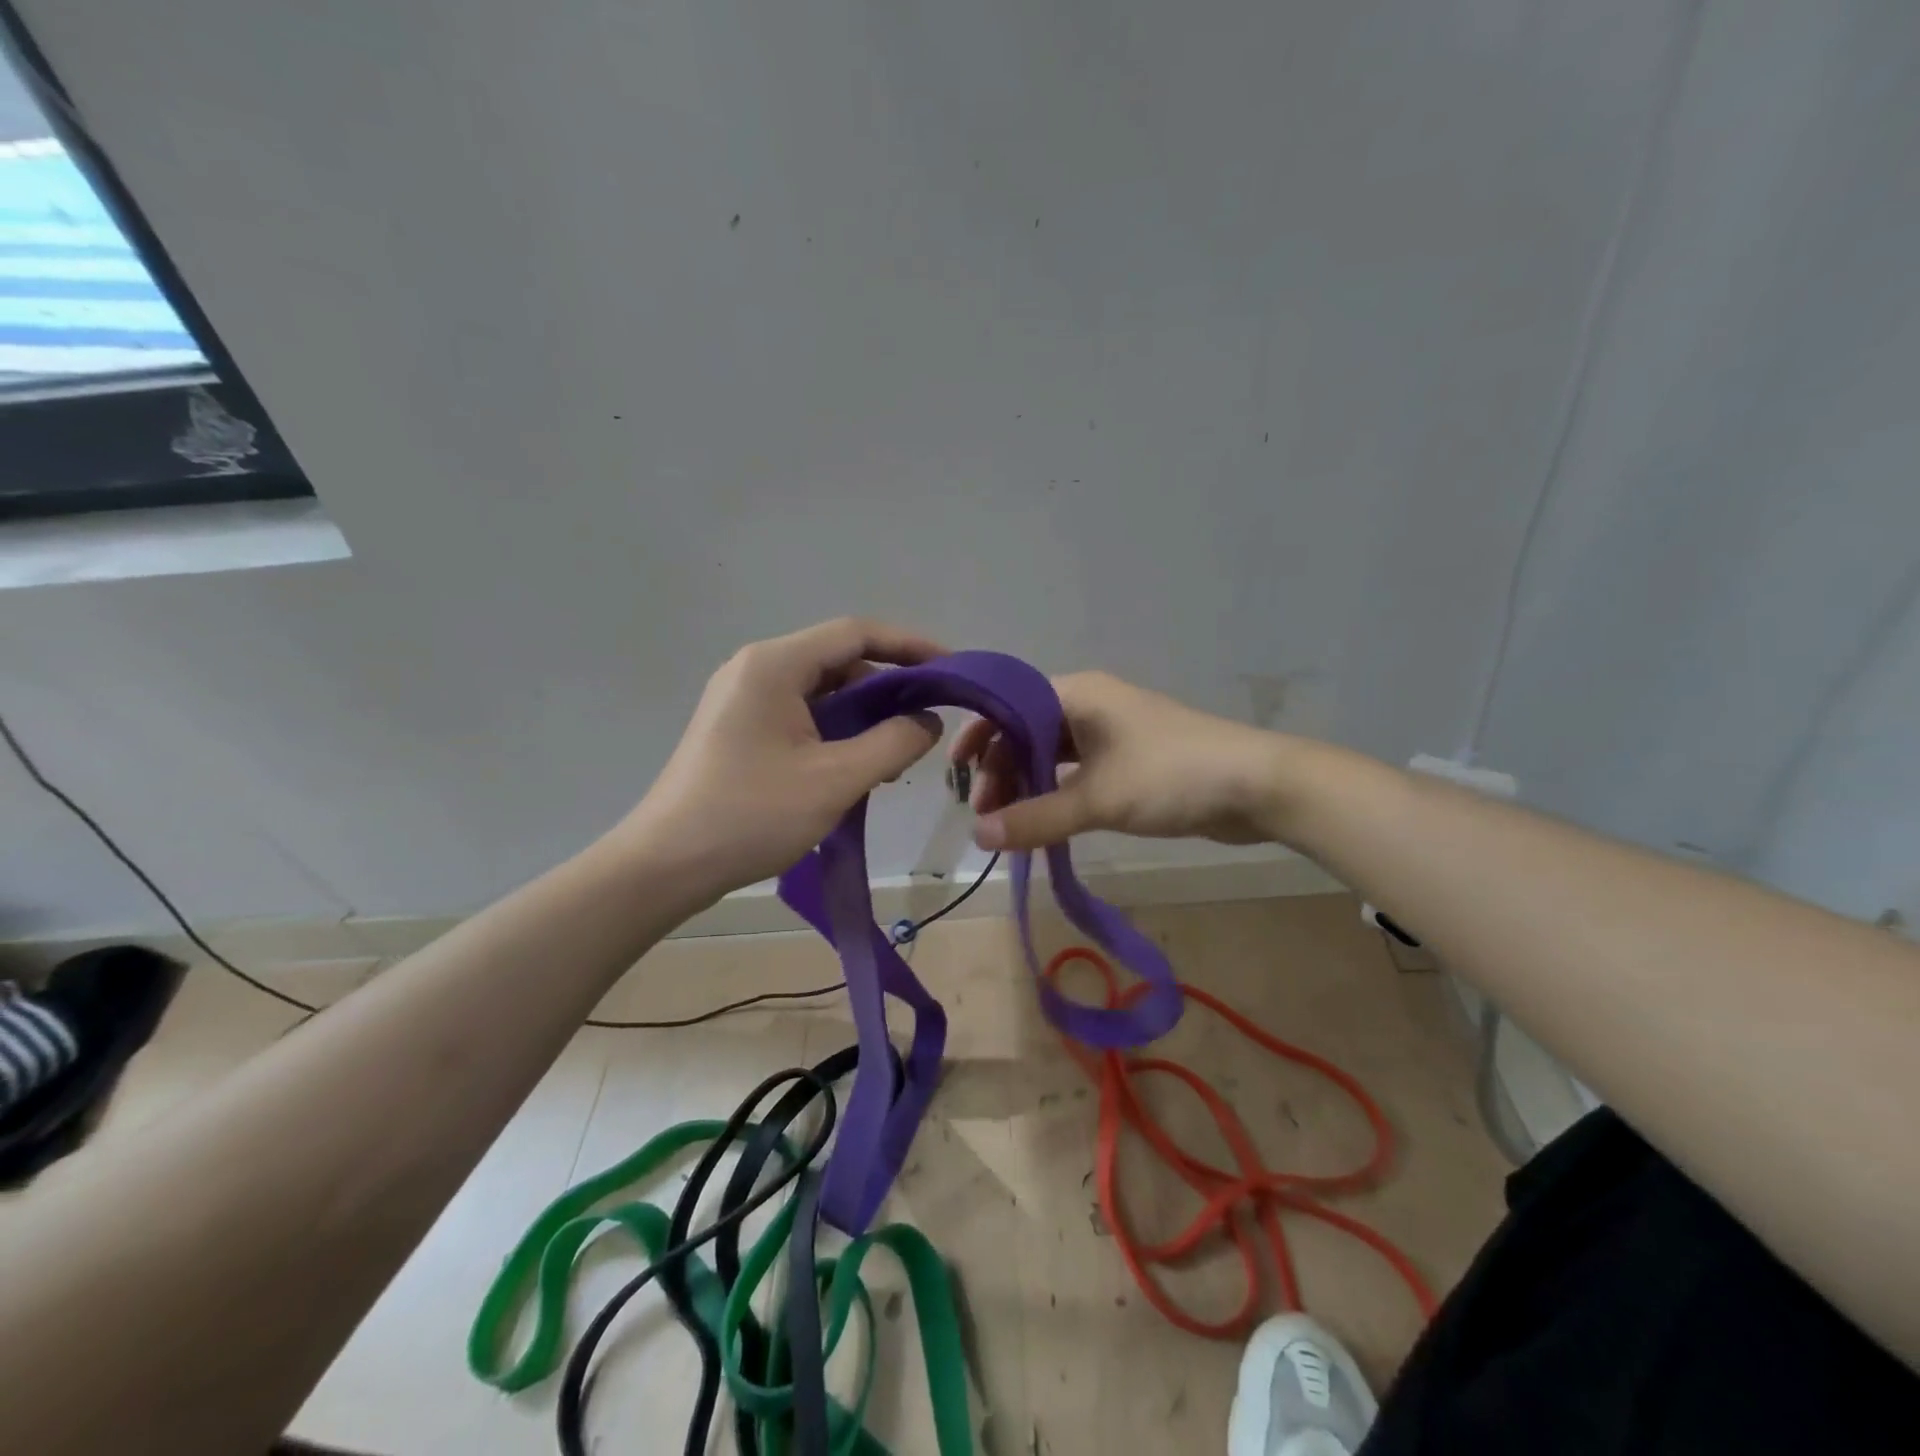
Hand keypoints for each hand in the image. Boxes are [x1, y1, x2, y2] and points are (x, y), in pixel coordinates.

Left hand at [615, 618, 944, 899]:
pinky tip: (856, 768)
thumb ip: (894, 743)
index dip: (909, 646)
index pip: (856, 633)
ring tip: (894, 757)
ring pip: (822, 692)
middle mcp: (756, 669)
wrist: (666, 865)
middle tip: (926, 724)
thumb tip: (929, 721)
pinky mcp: (740, 729)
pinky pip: (802, 716)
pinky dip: (836, 733)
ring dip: (863, 716)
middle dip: (888, 688)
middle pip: (839, 660)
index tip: (951, 670)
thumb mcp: (835, 779)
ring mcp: (743, 699)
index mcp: (775, 665)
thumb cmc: (751, 815)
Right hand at [951, 671, 1287, 850]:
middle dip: (1001, 770)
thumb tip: (978, 838)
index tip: (956, 776)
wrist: (1258, 786)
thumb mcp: (1098, 799)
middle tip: (989, 818)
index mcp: (1076, 694)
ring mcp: (1110, 731)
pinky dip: (1055, 792)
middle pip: (1025, 730)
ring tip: (1011, 826)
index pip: (1007, 704)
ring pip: (1050, 753)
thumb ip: (1036, 819)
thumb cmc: (1172, 777)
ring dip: (1027, 784)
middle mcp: (1088, 704)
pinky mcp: (1128, 758)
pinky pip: (1076, 770)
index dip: (978, 736)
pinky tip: (1044, 822)